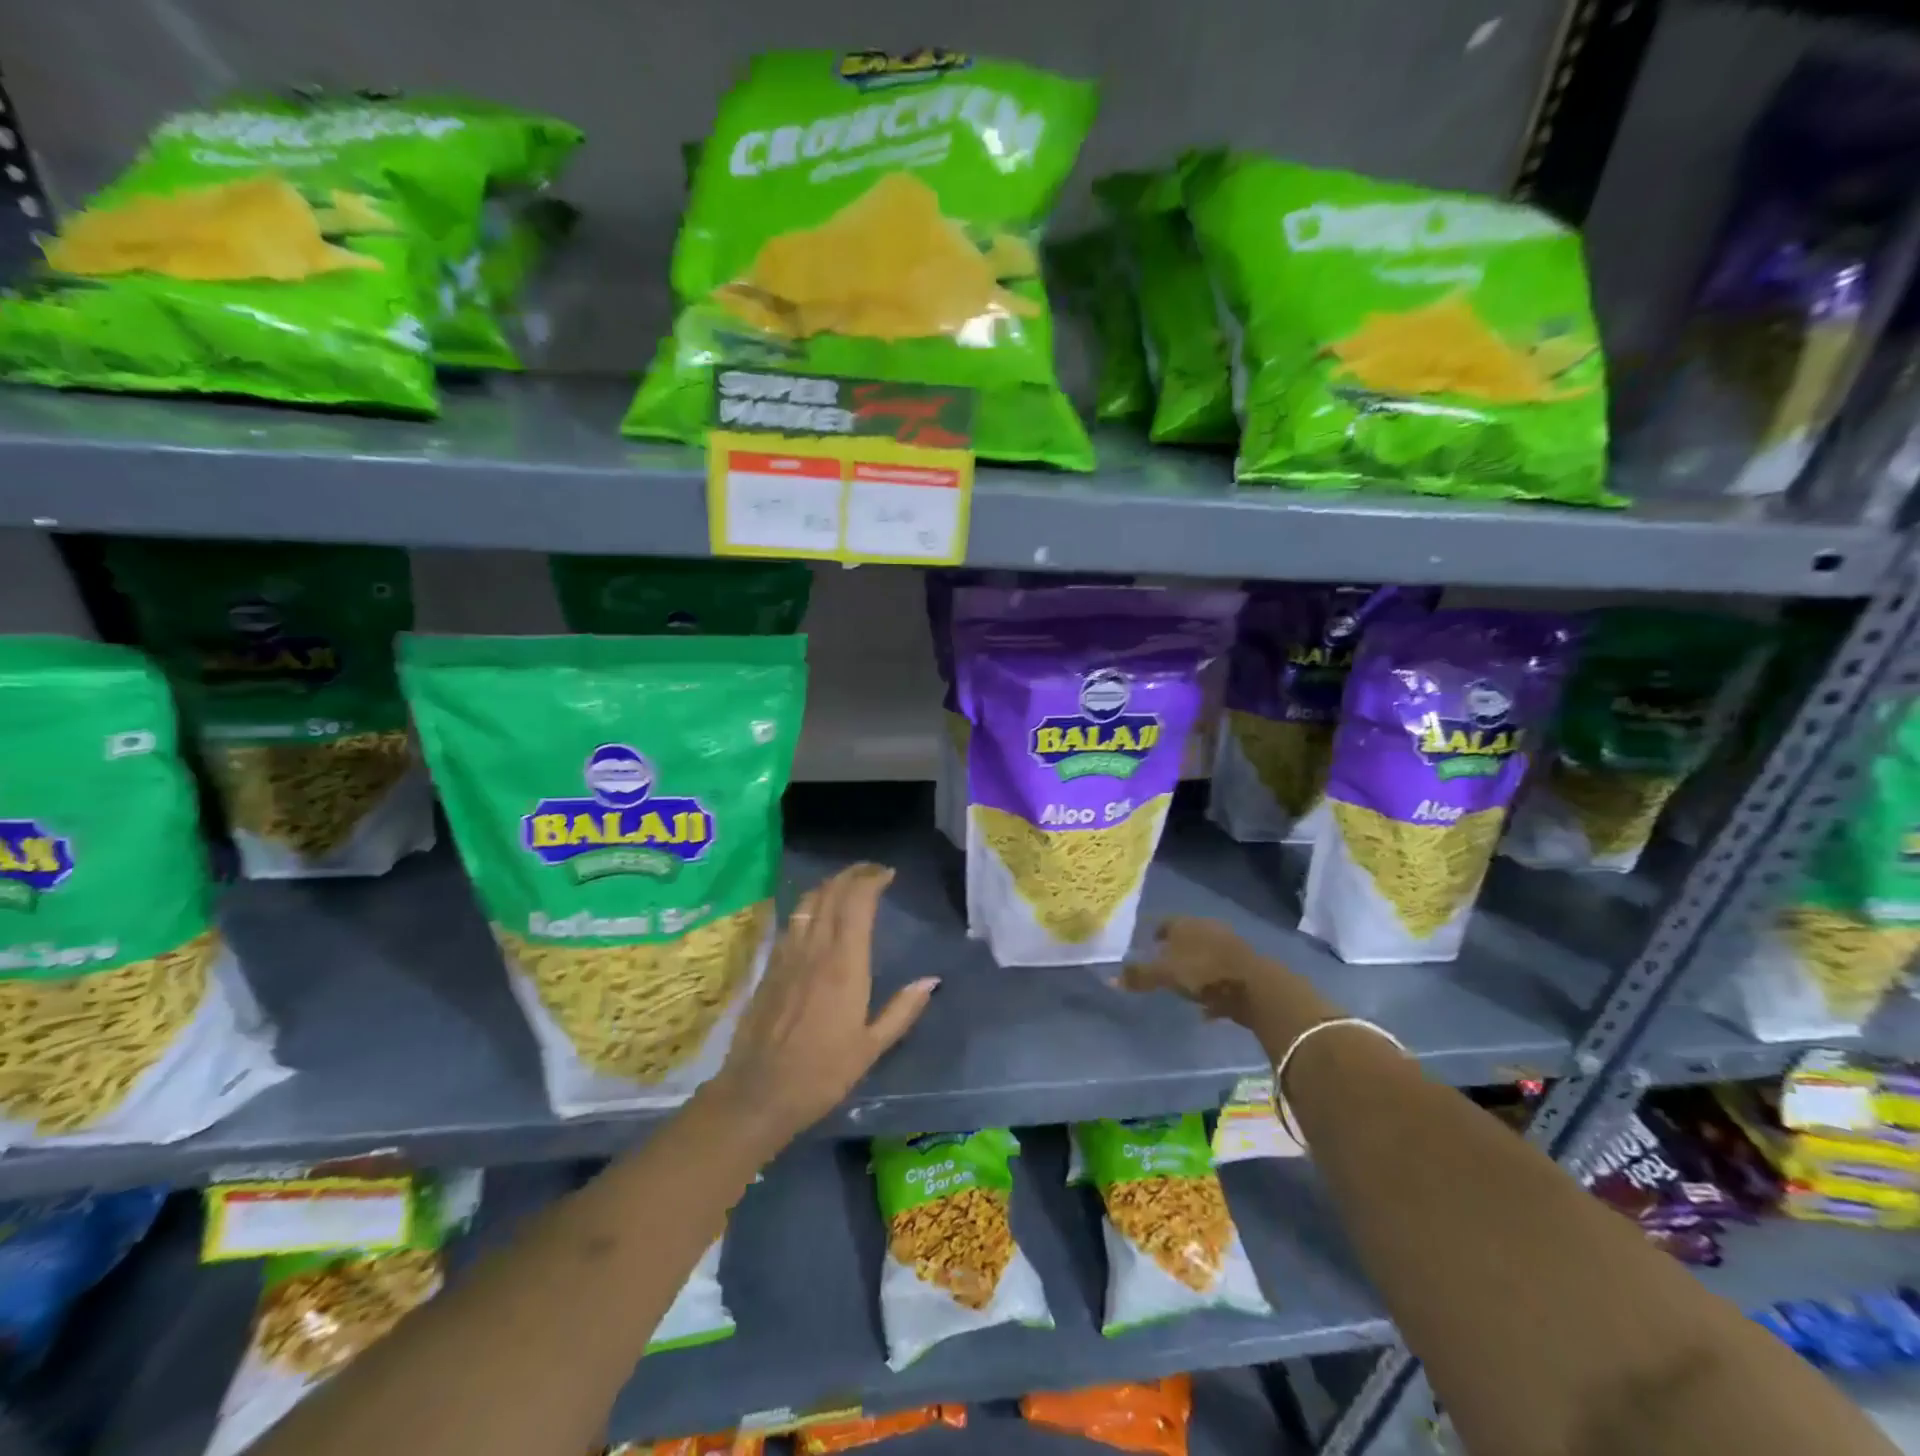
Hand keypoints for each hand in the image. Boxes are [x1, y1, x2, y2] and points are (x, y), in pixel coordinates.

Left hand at [704, 863, 938, 1154]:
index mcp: (845, 964)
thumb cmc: (822, 1073)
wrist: (758, 1093)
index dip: (871, 880)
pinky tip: (816, 912)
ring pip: (809, 902)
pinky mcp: (770, 966)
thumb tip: (931, 980)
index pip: (857, 903)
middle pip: (832, 893)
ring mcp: (788, 955)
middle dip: (853, 875)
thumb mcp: (871, 1047)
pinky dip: (809, 905)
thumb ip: (902, 1010)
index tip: (888, 874)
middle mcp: (815, 949)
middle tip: (872, 872)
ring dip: (830, 885)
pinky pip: (792, 921)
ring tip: (847, 884)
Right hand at [1122, 917, 1337, 1058]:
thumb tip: (1109, 978)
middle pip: (1187, 937)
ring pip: (1206, 956)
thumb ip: (1139, 976)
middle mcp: (1208, 929)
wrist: (1257, 988)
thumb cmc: (1204, 973)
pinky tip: (1206, 1008)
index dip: (1155, 933)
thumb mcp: (1166, 975)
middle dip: (1176, 950)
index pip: (1165, 922)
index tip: (1147, 945)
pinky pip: (1222, 976)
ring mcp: (1230, 947)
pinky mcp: (1246, 969)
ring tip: (1183, 987)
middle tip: (1163, 965)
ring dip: (1195, 969)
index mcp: (1187, 925)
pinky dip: (1213, 988)